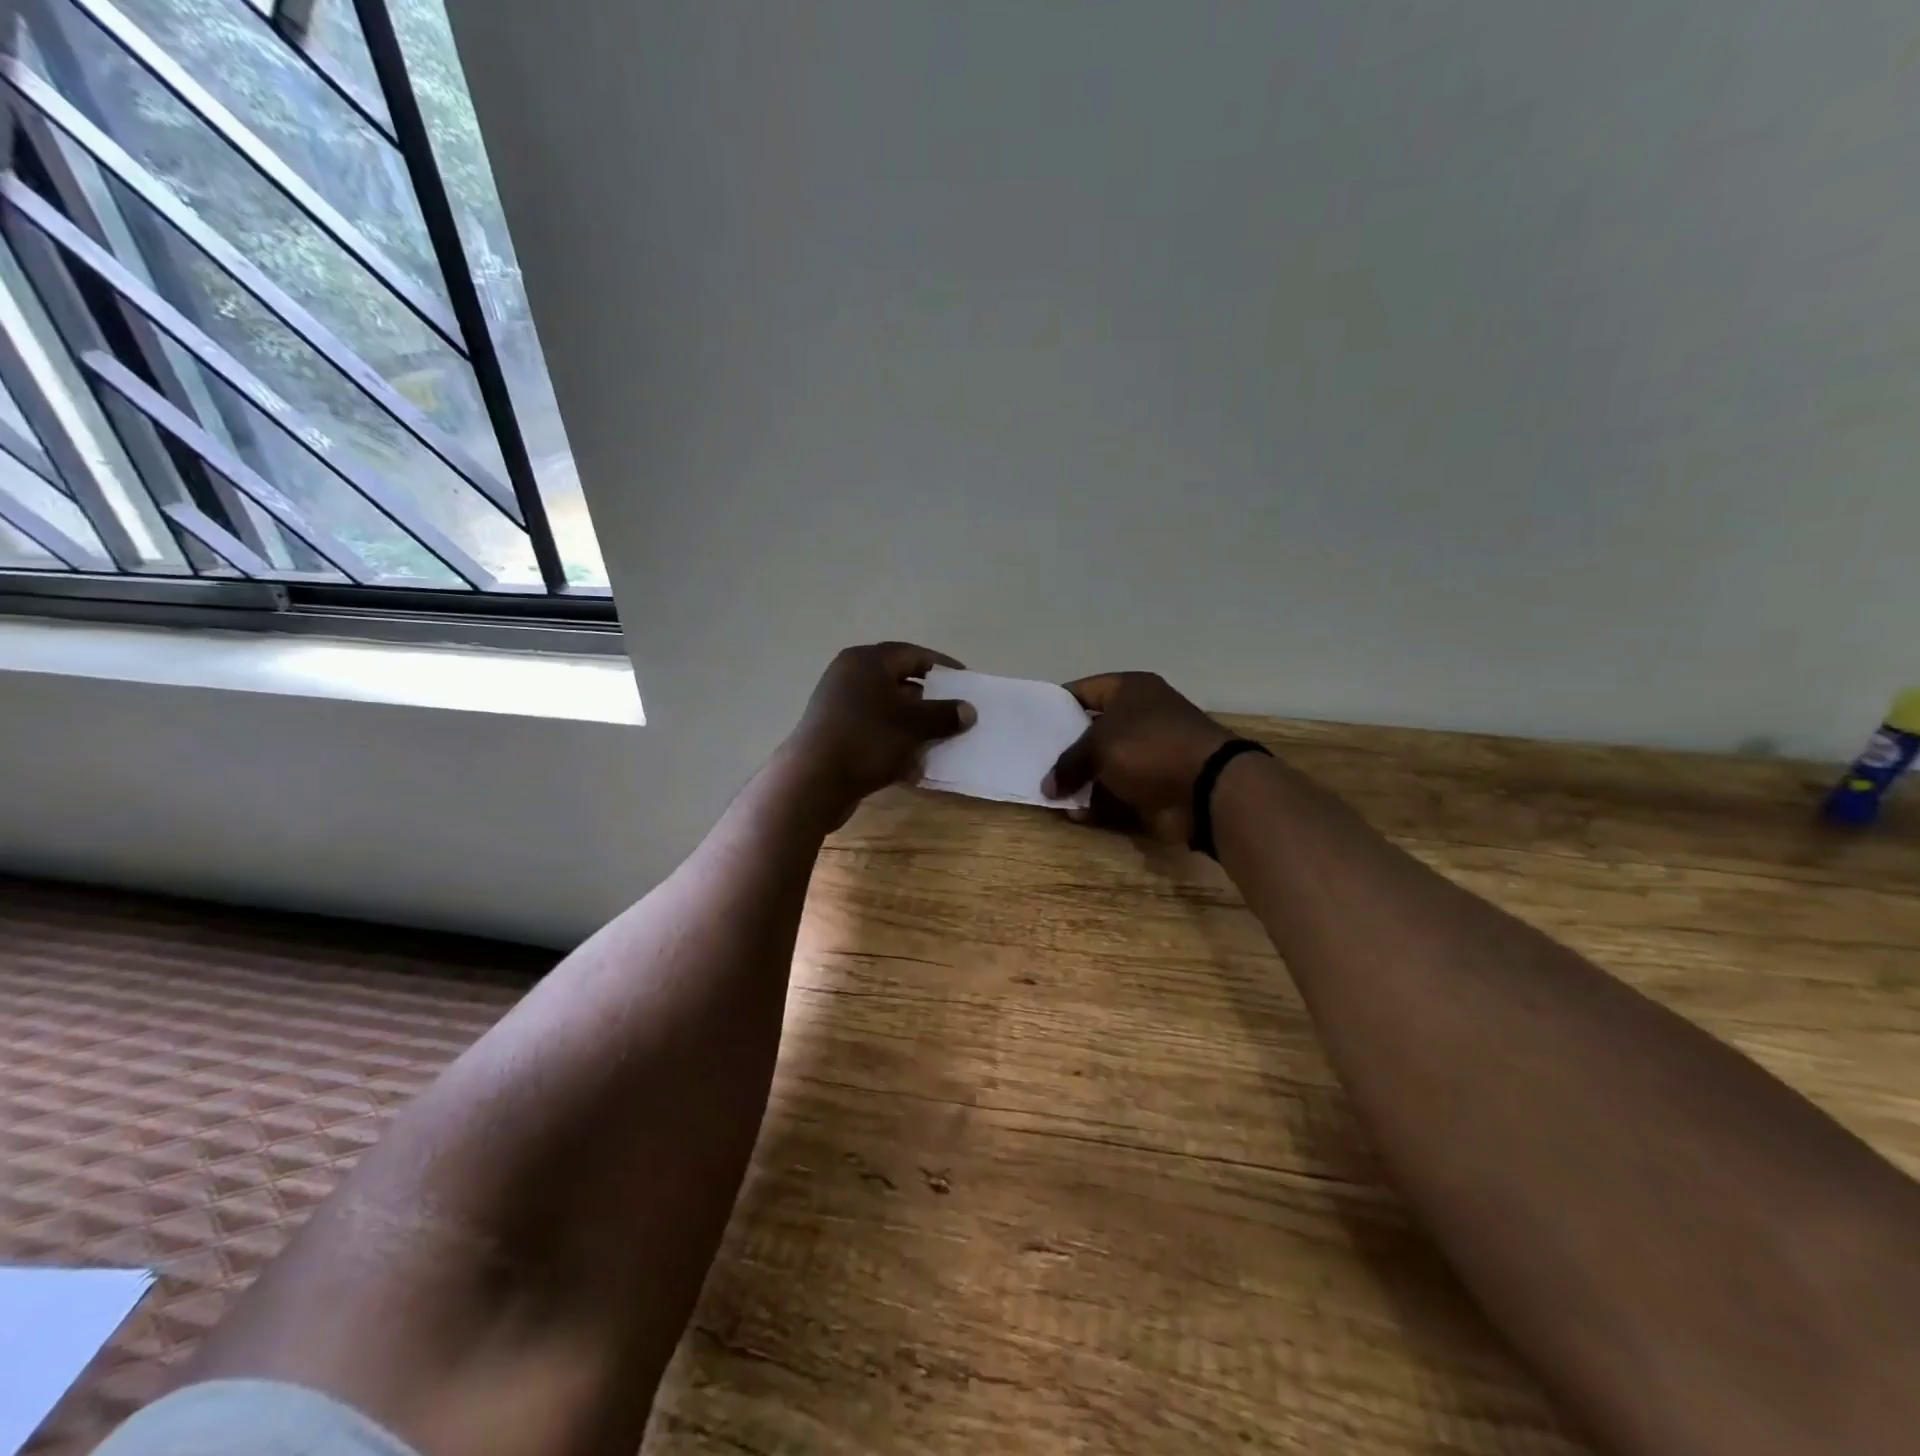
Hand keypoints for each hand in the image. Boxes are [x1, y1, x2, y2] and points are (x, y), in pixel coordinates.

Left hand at [786, 642, 976, 818]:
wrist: (813, 782)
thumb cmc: (867, 739)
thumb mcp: (913, 725)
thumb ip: (944, 714)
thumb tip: (968, 710)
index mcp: (866, 662)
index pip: (912, 654)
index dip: (942, 667)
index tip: (965, 682)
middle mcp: (849, 678)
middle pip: (899, 682)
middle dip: (929, 701)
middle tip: (954, 714)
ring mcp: (839, 708)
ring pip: (887, 711)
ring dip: (913, 726)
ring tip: (939, 742)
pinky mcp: (835, 736)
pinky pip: (874, 733)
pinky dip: (894, 744)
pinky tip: (913, 766)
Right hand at [1042, 672, 1235, 841]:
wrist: (1207, 788)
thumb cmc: (1149, 748)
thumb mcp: (1098, 746)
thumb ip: (1068, 763)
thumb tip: (1048, 787)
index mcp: (1131, 690)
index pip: (1084, 690)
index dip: (1057, 704)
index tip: (1032, 723)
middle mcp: (1141, 716)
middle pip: (1092, 729)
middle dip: (1066, 749)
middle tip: (1034, 762)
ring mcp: (1150, 753)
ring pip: (1103, 764)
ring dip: (1080, 780)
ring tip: (1050, 794)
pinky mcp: (1155, 784)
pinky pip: (1118, 791)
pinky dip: (1098, 801)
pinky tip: (1075, 814)